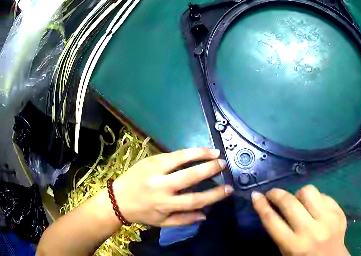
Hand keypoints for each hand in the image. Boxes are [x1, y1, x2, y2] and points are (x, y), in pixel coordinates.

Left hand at [112, 148, 232, 226]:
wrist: (118, 198)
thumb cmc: (142, 213)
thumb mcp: (162, 223)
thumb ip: (184, 219)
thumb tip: (206, 214)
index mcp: (165, 204)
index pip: (195, 200)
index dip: (214, 195)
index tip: (229, 189)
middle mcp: (161, 186)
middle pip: (190, 176)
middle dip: (210, 169)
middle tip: (224, 165)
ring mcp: (155, 170)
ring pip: (181, 159)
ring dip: (200, 154)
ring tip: (215, 152)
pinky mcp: (150, 159)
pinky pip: (172, 154)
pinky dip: (187, 152)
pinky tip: (198, 150)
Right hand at [252, 185, 348, 255]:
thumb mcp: (285, 250)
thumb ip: (277, 230)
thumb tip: (267, 205)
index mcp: (294, 244)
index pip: (272, 220)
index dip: (261, 205)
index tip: (255, 195)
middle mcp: (311, 230)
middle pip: (289, 202)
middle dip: (276, 194)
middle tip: (273, 194)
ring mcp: (328, 220)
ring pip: (309, 192)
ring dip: (299, 194)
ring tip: (298, 202)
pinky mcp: (339, 213)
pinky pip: (324, 195)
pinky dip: (316, 199)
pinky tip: (315, 207)